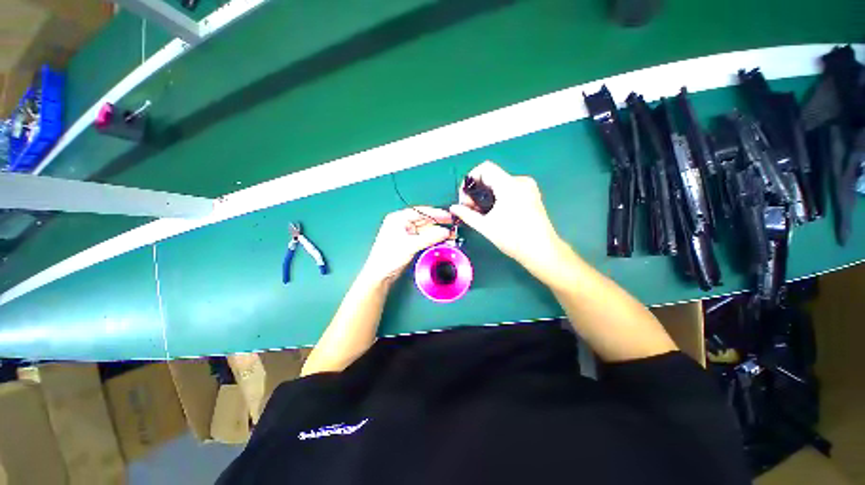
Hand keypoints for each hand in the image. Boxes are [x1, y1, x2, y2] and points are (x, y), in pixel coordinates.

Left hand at [361, 207, 452, 282]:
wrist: (380, 275)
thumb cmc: (389, 257)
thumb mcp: (410, 245)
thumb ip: (430, 237)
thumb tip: (445, 232)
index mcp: (398, 218)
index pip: (420, 212)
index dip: (436, 213)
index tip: (449, 216)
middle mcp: (402, 223)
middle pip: (424, 220)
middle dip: (439, 224)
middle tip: (453, 225)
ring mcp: (406, 233)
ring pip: (426, 230)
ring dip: (438, 232)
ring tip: (451, 235)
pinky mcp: (409, 242)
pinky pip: (424, 237)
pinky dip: (433, 239)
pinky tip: (442, 240)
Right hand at [450, 161, 565, 275]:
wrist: (542, 251)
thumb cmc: (513, 239)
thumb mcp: (486, 226)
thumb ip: (467, 214)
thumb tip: (453, 208)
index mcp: (509, 185)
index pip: (485, 168)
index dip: (470, 179)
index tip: (465, 197)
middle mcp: (520, 181)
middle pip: (491, 176)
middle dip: (477, 190)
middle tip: (470, 208)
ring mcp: (528, 188)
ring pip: (499, 183)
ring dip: (486, 195)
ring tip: (481, 212)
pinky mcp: (532, 195)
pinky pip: (509, 189)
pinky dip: (498, 197)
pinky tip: (494, 212)